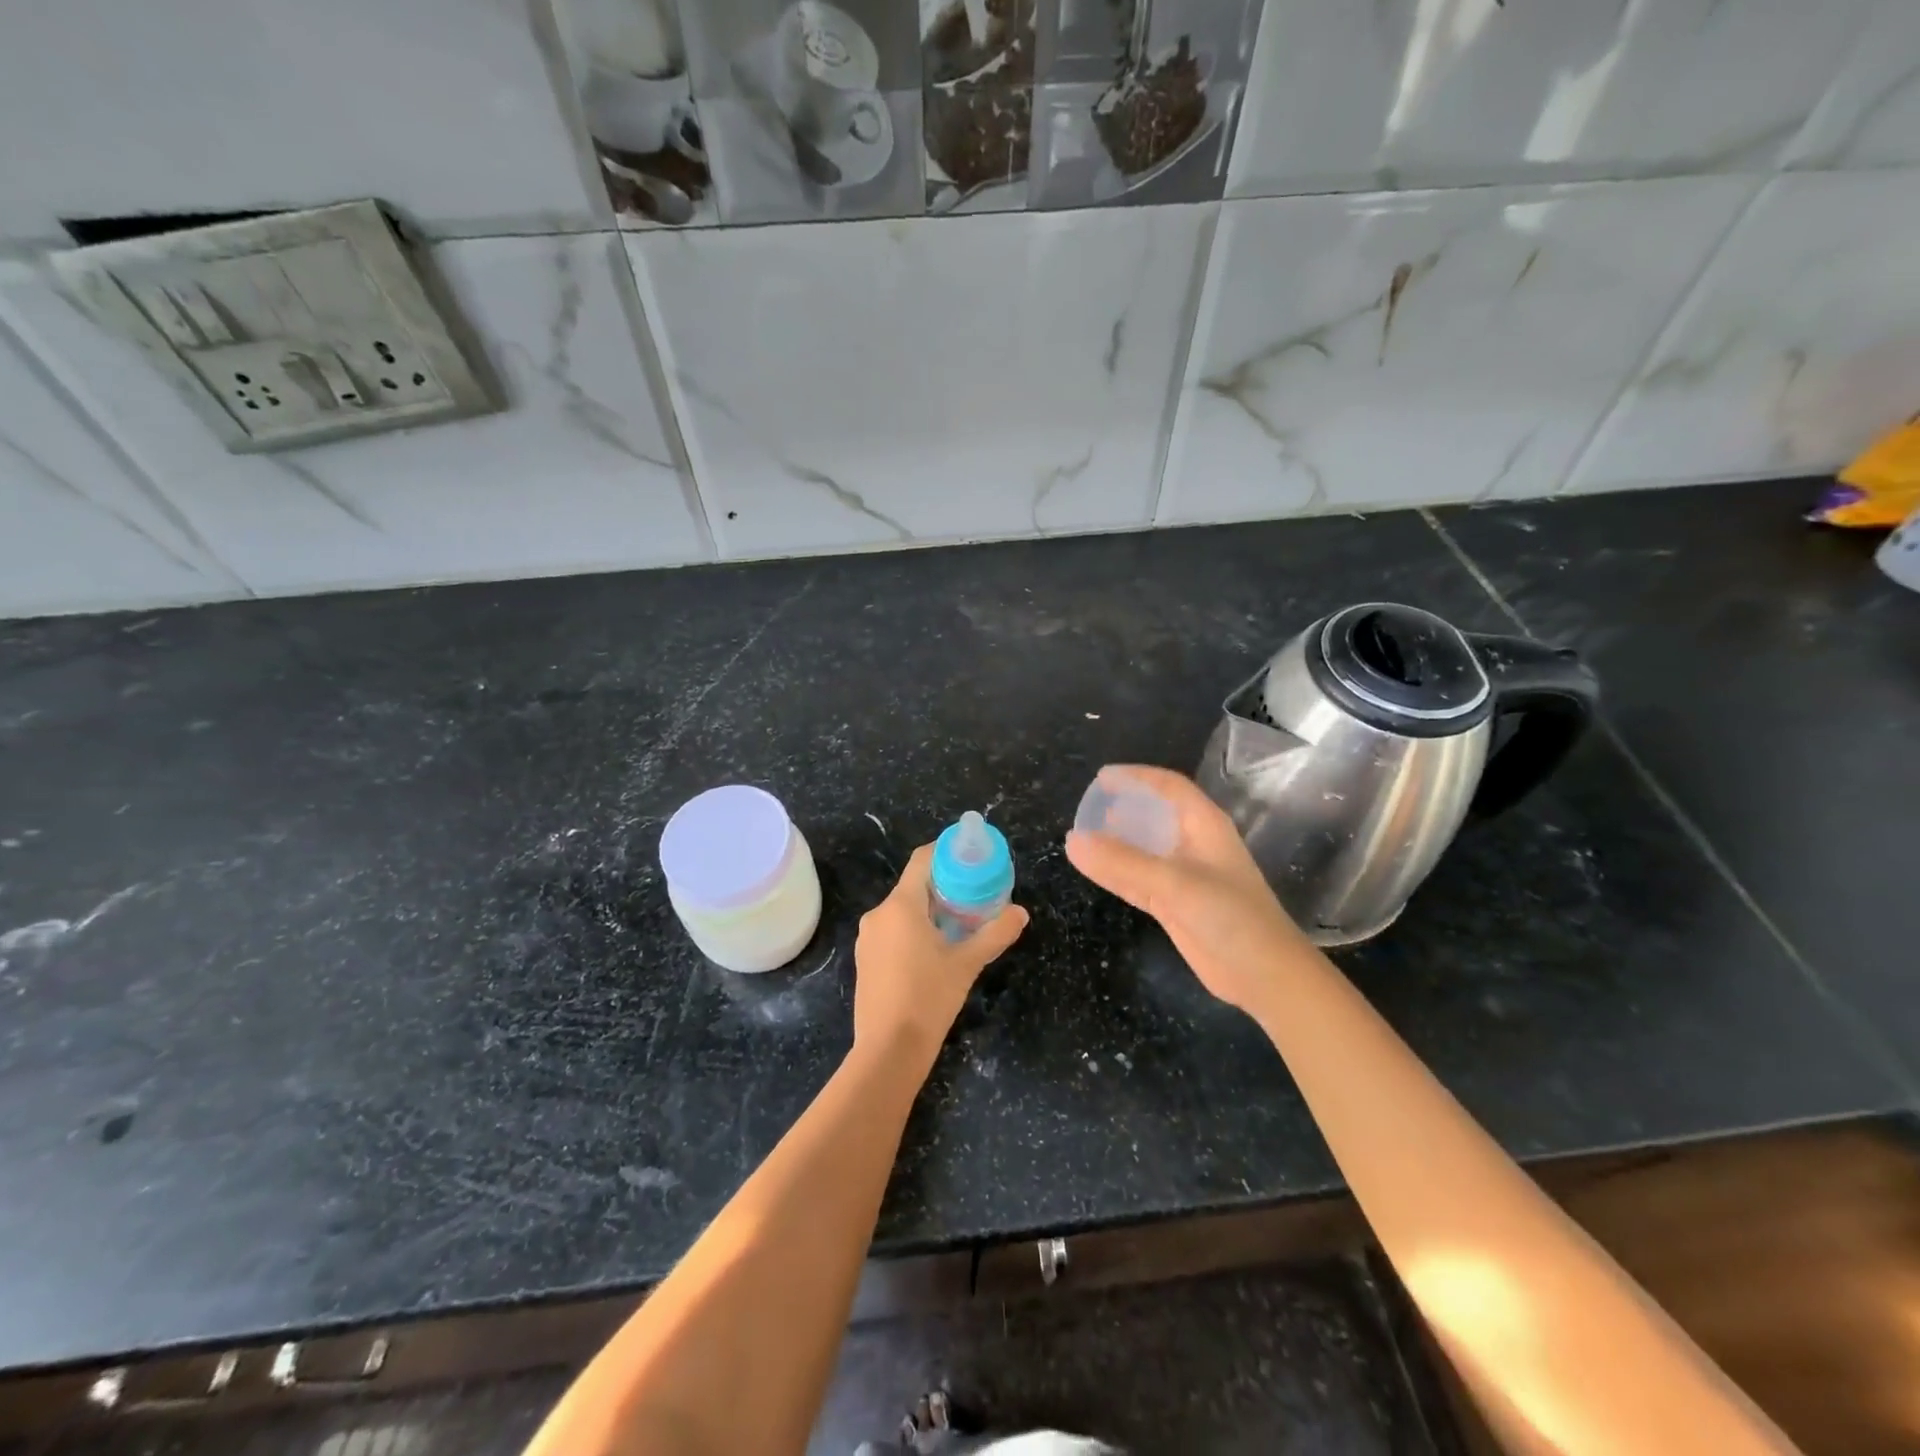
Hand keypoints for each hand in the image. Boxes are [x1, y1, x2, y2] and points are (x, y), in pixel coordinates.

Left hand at [853, 843, 1028, 1062]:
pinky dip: (914, 929)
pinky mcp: (866, 959)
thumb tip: (1021, 913)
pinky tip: (935, 949)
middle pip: (913, 885)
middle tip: (976, 893)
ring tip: (961, 922)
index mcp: (900, 905)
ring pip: (903, 910)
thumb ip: (995, 934)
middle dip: (944, 885)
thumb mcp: (967, 964)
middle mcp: (878, 914)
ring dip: (930, 909)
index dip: (946, 851)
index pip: (922, 860)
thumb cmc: (928, 998)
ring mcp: (868, 938)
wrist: (889, 1051)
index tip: (971, 855)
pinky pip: (893, 930)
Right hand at [1066, 765, 1311, 1015]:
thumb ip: (1123, 863)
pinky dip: (1116, 873)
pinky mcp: (1176, 905)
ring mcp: (1185, 877)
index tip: (1101, 778)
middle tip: (1087, 807)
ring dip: (1117, 841)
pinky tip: (1092, 869)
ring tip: (1083, 834)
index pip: (1168, 787)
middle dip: (1123, 807)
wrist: (1265, 977)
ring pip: (1144, 849)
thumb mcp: (1175, 884)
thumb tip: (1073, 840)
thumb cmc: (1231, 918)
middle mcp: (1194, 845)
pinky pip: (1139, 879)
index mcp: (1204, 826)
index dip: (1136, 777)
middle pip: (1155, 814)